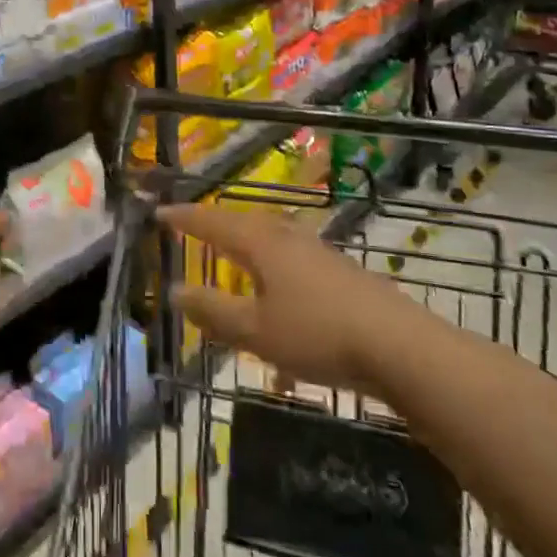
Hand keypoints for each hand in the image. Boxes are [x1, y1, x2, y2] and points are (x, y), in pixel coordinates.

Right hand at [161, 203, 388, 393]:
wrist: (398, 345)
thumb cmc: (317, 333)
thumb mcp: (255, 331)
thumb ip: (213, 311)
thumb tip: (174, 290)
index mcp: (261, 244)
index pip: (213, 223)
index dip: (184, 218)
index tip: (159, 212)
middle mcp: (287, 237)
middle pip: (244, 223)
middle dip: (216, 226)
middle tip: (193, 228)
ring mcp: (318, 252)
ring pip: (271, 239)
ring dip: (247, 245)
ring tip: (233, 256)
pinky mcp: (340, 271)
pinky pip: (292, 259)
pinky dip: (273, 268)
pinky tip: (279, 296)